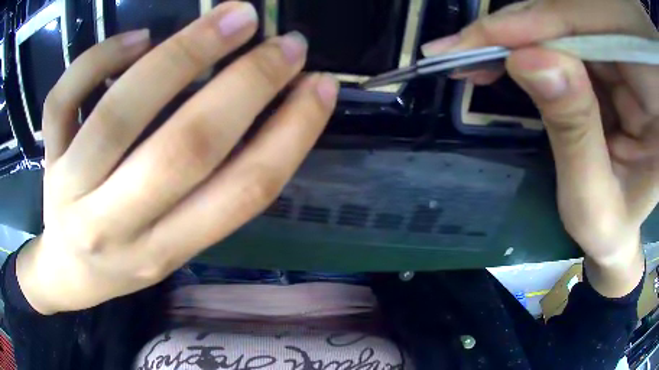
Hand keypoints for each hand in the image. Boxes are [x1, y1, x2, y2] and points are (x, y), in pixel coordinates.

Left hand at [16, 1, 338, 313]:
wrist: (68, 272)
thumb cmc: (121, 260)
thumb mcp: (172, 249)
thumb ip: (208, 195)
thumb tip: (259, 111)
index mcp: (164, 252)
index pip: (240, 194)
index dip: (291, 134)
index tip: (320, 86)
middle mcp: (116, 227)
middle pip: (184, 150)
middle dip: (246, 85)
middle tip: (287, 42)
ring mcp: (71, 190)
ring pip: (119, 115)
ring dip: (182, 54)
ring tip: (233, 17)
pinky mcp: (48, 159)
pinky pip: (62, 102)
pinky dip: (98, 59)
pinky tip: (136, 38)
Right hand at [423, 0, 658, 296]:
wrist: (618, 230)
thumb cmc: (610, 227)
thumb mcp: (591, 198)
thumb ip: (572, 131)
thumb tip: (526, 59)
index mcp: (654, 104)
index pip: (603, 35)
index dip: (546, 24)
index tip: (487, 37)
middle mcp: (640, 67)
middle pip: (580, 17)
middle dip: (523, 27)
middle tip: (465, 48)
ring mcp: (624, 58)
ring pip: (566, 20)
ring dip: (519, 34)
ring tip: (475, 55)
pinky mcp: (607, 58)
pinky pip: (564, 33)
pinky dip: (529, 42)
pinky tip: (505, 56)